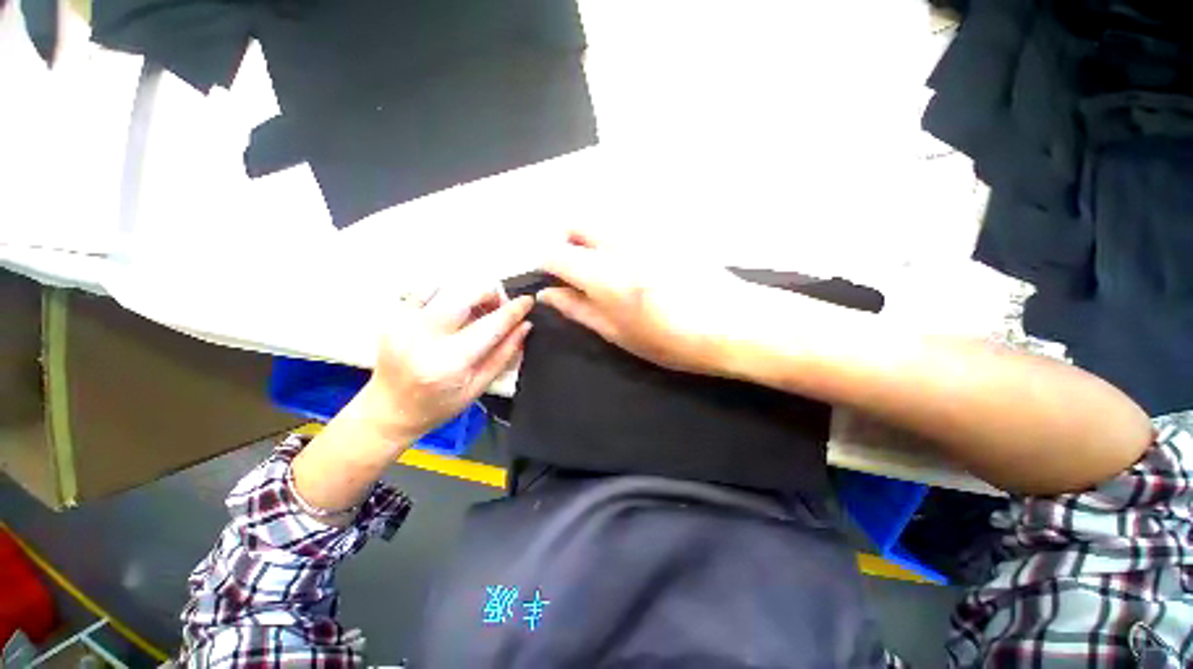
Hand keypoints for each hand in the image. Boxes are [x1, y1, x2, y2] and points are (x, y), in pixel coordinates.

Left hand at [363, 283, 533, 442]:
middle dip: (491, 296)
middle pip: (467, 296)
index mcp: (448, 362)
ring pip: (449, 289)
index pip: (490, 326)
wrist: (389, 409)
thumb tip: (524, 326)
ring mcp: (404, 322)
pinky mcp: (394, 315)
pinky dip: (447, 296)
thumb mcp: (478, 386)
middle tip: (500, 308)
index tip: (528, 300)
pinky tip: (451, 314)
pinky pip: (428, 291)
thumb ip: (504, 354)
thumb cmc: (438, 405)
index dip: (513, 310)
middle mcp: (423, 337)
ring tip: (476, 313)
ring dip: (470, 296)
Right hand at [537, 230, 755, 376]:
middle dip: (568, 243)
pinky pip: (629, 227)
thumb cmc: (672, 340)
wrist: (735, 323)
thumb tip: (548, 295)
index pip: (554, 253)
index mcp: (602, 274)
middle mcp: (619, 244)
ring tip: (612, 273)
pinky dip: (620, 241)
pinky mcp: (666, 231)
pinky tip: (640, 267)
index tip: (555, 281)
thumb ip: (579, 310)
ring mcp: (645, 233)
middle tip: (580, 273)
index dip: (547, 266)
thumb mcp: (619, 334)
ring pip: (604, 223)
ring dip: (594, 241)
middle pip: (576, 224)